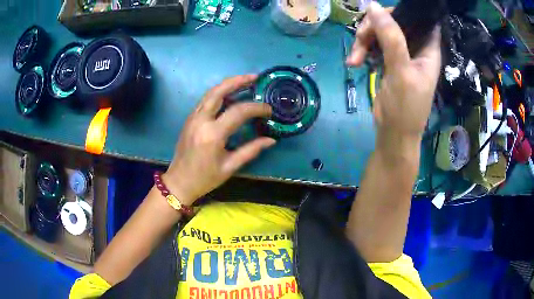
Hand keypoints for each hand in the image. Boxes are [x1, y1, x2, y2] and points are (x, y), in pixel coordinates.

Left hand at [163, 75, 275, 204]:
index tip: (269, 110)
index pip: (239, 111)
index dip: (256, 108)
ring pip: (210, 93)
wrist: (179, 182)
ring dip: (227, 84)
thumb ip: (251, 150)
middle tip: (254, 77)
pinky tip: (229, 95)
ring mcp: (193, 118)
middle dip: (237, 81)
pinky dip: (219, 94)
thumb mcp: (230, 166)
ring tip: (244, 81)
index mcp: (213, 134)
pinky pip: (205, 100)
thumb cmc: (205, 178)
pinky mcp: (190, 119)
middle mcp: (201, 120)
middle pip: (219, 92)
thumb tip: (271, 140)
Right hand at [347, 2, 440, 147]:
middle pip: (394, 21)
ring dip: (363, 40)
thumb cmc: (405, 108)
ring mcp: (401, 53)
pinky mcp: (388, 60)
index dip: (404, 11)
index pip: (420, 18)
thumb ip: (391, 37)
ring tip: (354, 59)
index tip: (383, 13)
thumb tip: (373, 6)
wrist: (393, 134)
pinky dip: (362, 50)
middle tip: (361, 39)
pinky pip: (373, 44)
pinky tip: (354, 62)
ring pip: (380, 31)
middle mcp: (416, 47)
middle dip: (375, 26)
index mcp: (428, 49)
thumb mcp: (400, 71)